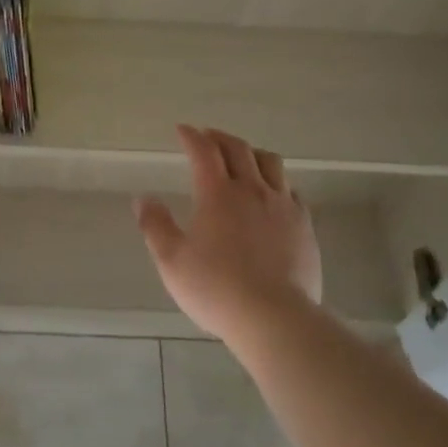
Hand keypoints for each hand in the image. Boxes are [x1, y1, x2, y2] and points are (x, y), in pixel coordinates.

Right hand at [134, 125, 322, 348]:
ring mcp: (283, 206)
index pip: (204, 152)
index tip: (182, 130)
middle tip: (207, 136)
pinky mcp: (304, 225)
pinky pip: (290, 190)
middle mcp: (252, 190)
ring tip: (242, 157)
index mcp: (218, 194)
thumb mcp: (172, 261)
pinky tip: (272, 194)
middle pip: (238, 149)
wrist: (274, 316)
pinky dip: (276, 182)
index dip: (192, 137)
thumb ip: (155, 226)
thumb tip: (143, 199)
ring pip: (270, 163)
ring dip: (251, 152)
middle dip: (220, 137)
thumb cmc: (216, 288)